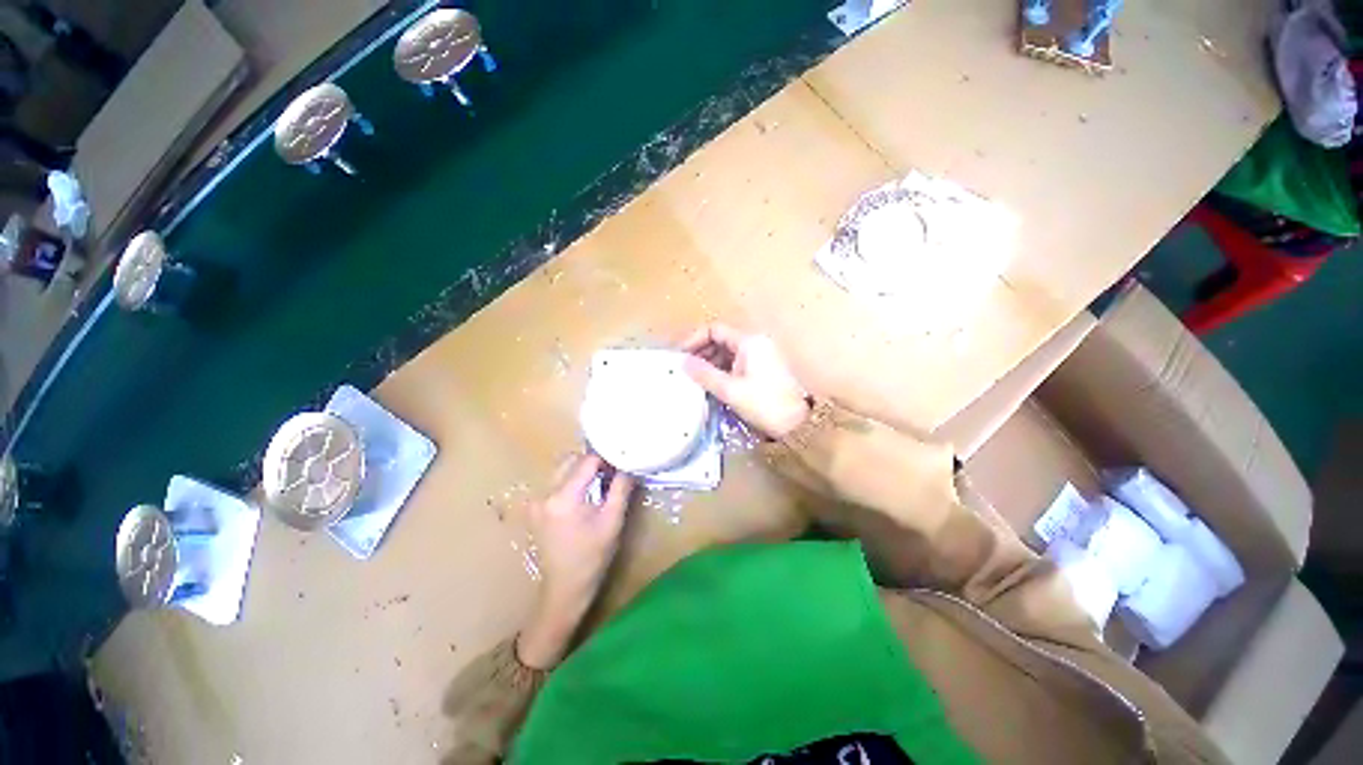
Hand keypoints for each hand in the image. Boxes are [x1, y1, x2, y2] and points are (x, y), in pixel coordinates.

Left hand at [517, 454, 634, 669]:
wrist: (565, 588)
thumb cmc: (593, 556)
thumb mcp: (613, 520)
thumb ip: (621, 487)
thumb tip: (628, 465)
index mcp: (564, 497)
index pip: (587, 461)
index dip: (606, 458)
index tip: (621, 462)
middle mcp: (545, 494)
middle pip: (570, 460)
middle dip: (592, 461)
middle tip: (611, 471)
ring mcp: (536, 501)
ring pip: (562, 469)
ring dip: (581, 470)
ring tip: (600, 483)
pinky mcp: (536, 508)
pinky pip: (556, 482)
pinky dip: (571, 481)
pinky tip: (585, 495)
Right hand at [681, 323, 810, 439]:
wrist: (799, 424)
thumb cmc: (764, 403)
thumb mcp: (730, 390)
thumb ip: (705, 374)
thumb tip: (682, 362)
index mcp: (749, 342)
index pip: (715, 330)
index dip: (694, 340)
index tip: (680, 356)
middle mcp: (755, 344)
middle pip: (721, 340)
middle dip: (701, 353)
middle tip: (684, 370)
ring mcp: (761, 357)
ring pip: (728, 354)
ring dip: (710, 364)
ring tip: (695, 380)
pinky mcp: (763, 371)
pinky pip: (737, 364)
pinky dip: (722, 371)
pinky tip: (712, 386)